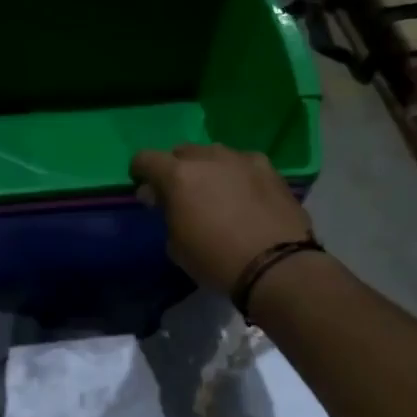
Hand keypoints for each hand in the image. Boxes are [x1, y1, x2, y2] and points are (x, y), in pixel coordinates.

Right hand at [130, 143, 312, 294]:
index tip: (146, 192)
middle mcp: (209, 157)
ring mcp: (242, 159)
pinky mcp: (270, 169)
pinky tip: (244, 198)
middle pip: (181, 152)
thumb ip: (166, 213)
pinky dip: (236, 175)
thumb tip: (163, 199)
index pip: (145, 158)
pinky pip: (242, 164)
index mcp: (178, 175)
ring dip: (207, 169)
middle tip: (181, 196)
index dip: (140, 173)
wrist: (276, 265)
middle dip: (176, 170)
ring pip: (214, 155)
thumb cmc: (215, 260)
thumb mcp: (176, 246)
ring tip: (215, 195)